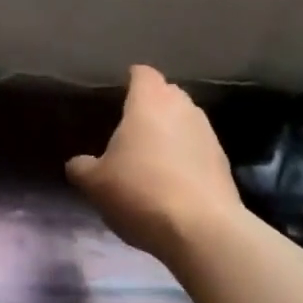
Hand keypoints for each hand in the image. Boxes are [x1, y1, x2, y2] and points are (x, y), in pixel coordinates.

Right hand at [67, 65, 243, 261]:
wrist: (201, 229)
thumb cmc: (140, 191)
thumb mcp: (95, 183)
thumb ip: (82, 168)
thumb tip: (78, 164)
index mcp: (149, 102)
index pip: (142, 74)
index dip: (131, 80)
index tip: (119, 92)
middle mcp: (183, 108)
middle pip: (167, 94)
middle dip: (152, 105)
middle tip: (131, 127)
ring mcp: (208, 134)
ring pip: (185, 121)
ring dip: (171, 132)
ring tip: (152, 156)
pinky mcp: (224, 162)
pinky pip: (198, 149)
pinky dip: (186, 157)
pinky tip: (173, 181)